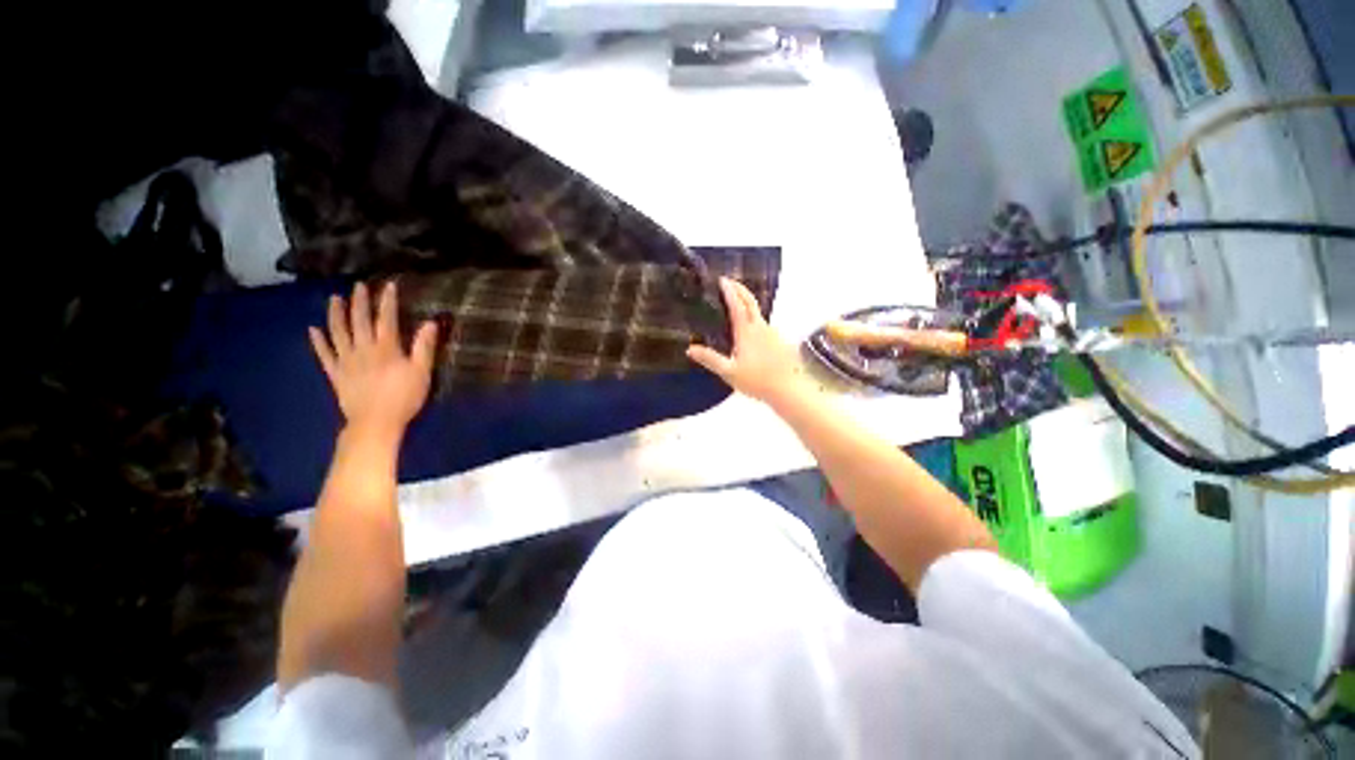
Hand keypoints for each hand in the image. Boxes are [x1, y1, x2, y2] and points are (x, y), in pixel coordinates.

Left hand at [309, 282, 438, 440]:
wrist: (375, 423)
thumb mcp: (422, 372)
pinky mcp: (335, 374)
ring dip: (335, 314)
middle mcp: (363, 349)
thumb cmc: (404, 397)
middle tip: (358, 285)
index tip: (388, 285)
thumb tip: (430, 323)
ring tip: (334, 298)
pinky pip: (324, 354)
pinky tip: (313, 330)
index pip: (387, 319)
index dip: (387, 301)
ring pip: (338, 332)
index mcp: (386, 348)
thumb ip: (424, 347)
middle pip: (360, 321)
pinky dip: (318, 342)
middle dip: (359, 302)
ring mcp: (346, 361)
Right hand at [686, 278, 809, 407]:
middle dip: (740, 289)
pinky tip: (751, 329)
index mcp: (747, 332)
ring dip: (747, 303)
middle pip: (751, 302)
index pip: (737, 305)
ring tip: (737, 303)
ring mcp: (773, 333)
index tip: (722, 280)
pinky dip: (755, 318)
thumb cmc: (757, 381)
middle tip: (730, 281)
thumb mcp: (729, 372)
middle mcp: (761, 327)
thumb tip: (690, 349)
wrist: (788, 389)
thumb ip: (710, 359)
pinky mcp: (780, 341)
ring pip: (758, 313)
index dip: (730, 291)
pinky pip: (764, 324)